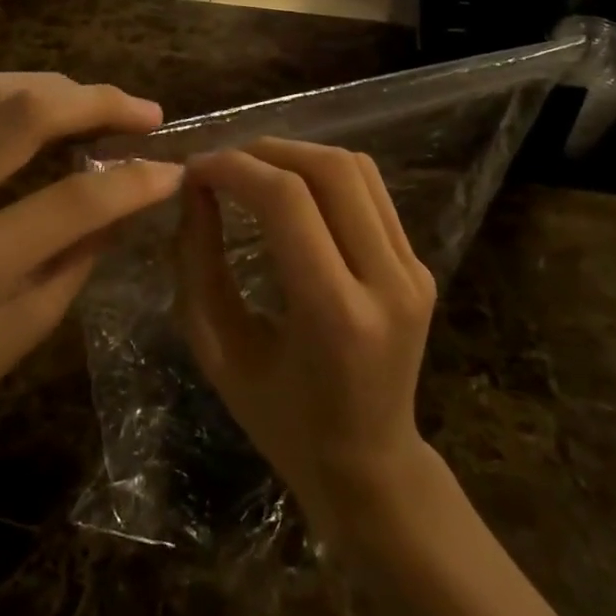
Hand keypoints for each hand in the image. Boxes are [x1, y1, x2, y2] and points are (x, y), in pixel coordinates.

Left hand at [0, 73, 181, 494]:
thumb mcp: (24, 331)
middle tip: (146, 113)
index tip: (174, 168)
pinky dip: (19, 98)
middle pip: (23, 111)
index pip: (72, 199)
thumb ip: (81, 253)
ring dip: (57, 89)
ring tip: (103, 108)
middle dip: (97, 101)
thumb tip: (131, 194)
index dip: (134, 180)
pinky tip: (51, 116)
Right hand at [172, 139, 437, 537]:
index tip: (195, 170)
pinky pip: (371, 191)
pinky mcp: (420, 265)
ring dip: (296, 154)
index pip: (286, 201)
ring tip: (252, 169)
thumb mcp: (220, 352)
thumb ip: (199, 265)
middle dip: (266, 150)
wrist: (371, 465)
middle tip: (222, 164)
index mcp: (335, 315)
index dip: (234, 169)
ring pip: (355, 169)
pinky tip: (292, 189)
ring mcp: (413, 270)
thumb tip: (195, 190)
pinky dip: (323, 174)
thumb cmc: (282, 421)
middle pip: (329, 169)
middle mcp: (387, 282)